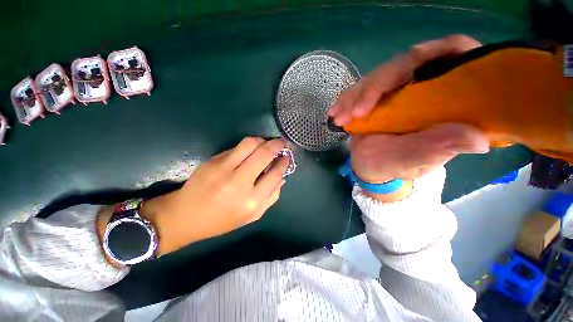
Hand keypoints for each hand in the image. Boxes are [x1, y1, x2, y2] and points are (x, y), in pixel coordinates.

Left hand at [133, 138, 288, 255]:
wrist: (185, 216)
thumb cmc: (222, 220)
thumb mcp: (252, 216)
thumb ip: (271, 197)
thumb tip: (281, 176)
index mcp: (251, 201)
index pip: (275, 174)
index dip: (283, 163)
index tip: (286, 157)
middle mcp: (239, 182)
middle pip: (264, 154)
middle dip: (277, 145)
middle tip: (282, 143)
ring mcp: (224, 169)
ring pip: (250, 143)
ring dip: (263, 140)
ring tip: (267, 144)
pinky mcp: (213, 161)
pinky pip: (237, 147)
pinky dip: (249, 145)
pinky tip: (251, 150)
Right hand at [328, 35, 488, 200]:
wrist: (371, 167)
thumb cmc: (396, 165)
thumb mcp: (419, 159)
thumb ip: (442, 146)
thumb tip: (479, 138)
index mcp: (446, 98)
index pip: (452, 55)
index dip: (435, 51)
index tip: (407, 68)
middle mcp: (423, 88)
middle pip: (403, 65)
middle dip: (374, 87)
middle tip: (354, 113)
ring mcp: (396, 91)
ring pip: (376, 78)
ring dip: (354, 96)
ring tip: (339, 117)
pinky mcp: (376, 97)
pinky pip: (360, 90)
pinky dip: (346, 100)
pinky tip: (335, 112)